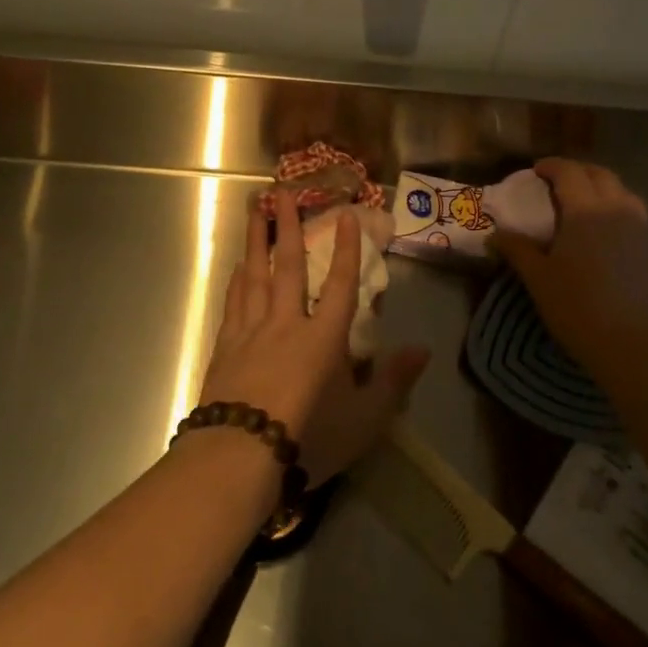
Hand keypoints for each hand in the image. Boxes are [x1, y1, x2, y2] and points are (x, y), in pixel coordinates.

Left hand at [200, 190, 428, 482]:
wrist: (239, 455)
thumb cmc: (308, 438)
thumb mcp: (365, 419)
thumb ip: (394, 382)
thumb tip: (423, 350)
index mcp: (323, 338)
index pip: (339, 284)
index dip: (346, 249)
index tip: (346, 215)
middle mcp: (286, 323)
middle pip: (287, 266)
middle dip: (287, 226)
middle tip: (281, 191)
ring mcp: (251, 332)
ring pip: (254, 275)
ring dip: (255, 240)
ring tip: (253, 209)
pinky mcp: (224, 348)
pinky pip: (232, 303)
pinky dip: (236, 280)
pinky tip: (236, 267)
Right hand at [494, 158, 647, 371]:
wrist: (633, 342)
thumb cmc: (577, 306)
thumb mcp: (538, 278)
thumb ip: (517, 249)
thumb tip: (495, 234)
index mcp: (585, 210)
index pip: (569, 172)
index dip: (551, 166)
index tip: (535, 170)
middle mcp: (616, 209)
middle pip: (599, 175)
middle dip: (577, 171)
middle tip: (556, 182)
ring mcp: (638, 227)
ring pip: (621, 191)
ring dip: (599, 186)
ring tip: (581, 201)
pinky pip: (632, 211)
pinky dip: (614, 206)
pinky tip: (602, 229)